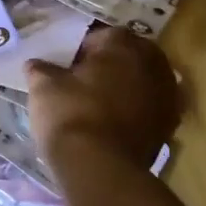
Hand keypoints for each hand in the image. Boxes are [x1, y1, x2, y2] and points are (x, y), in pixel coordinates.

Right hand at [27, 26, 180, 170]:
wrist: (100, 169)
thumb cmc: (70, 114)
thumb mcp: (44, 86)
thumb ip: (41, 69)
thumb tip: (35, 65)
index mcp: (123, 45)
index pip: (102, 36)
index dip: (83, 49)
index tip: (68, 65)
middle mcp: (152, 64)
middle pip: (130, 55)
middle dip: (111, 65)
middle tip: (85, 80)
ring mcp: (166, 96)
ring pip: (143, 82)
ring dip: (127, 87)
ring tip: (100, 102)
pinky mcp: (169, 126)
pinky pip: (150, 108)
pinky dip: (136, 111)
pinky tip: (114, 122)